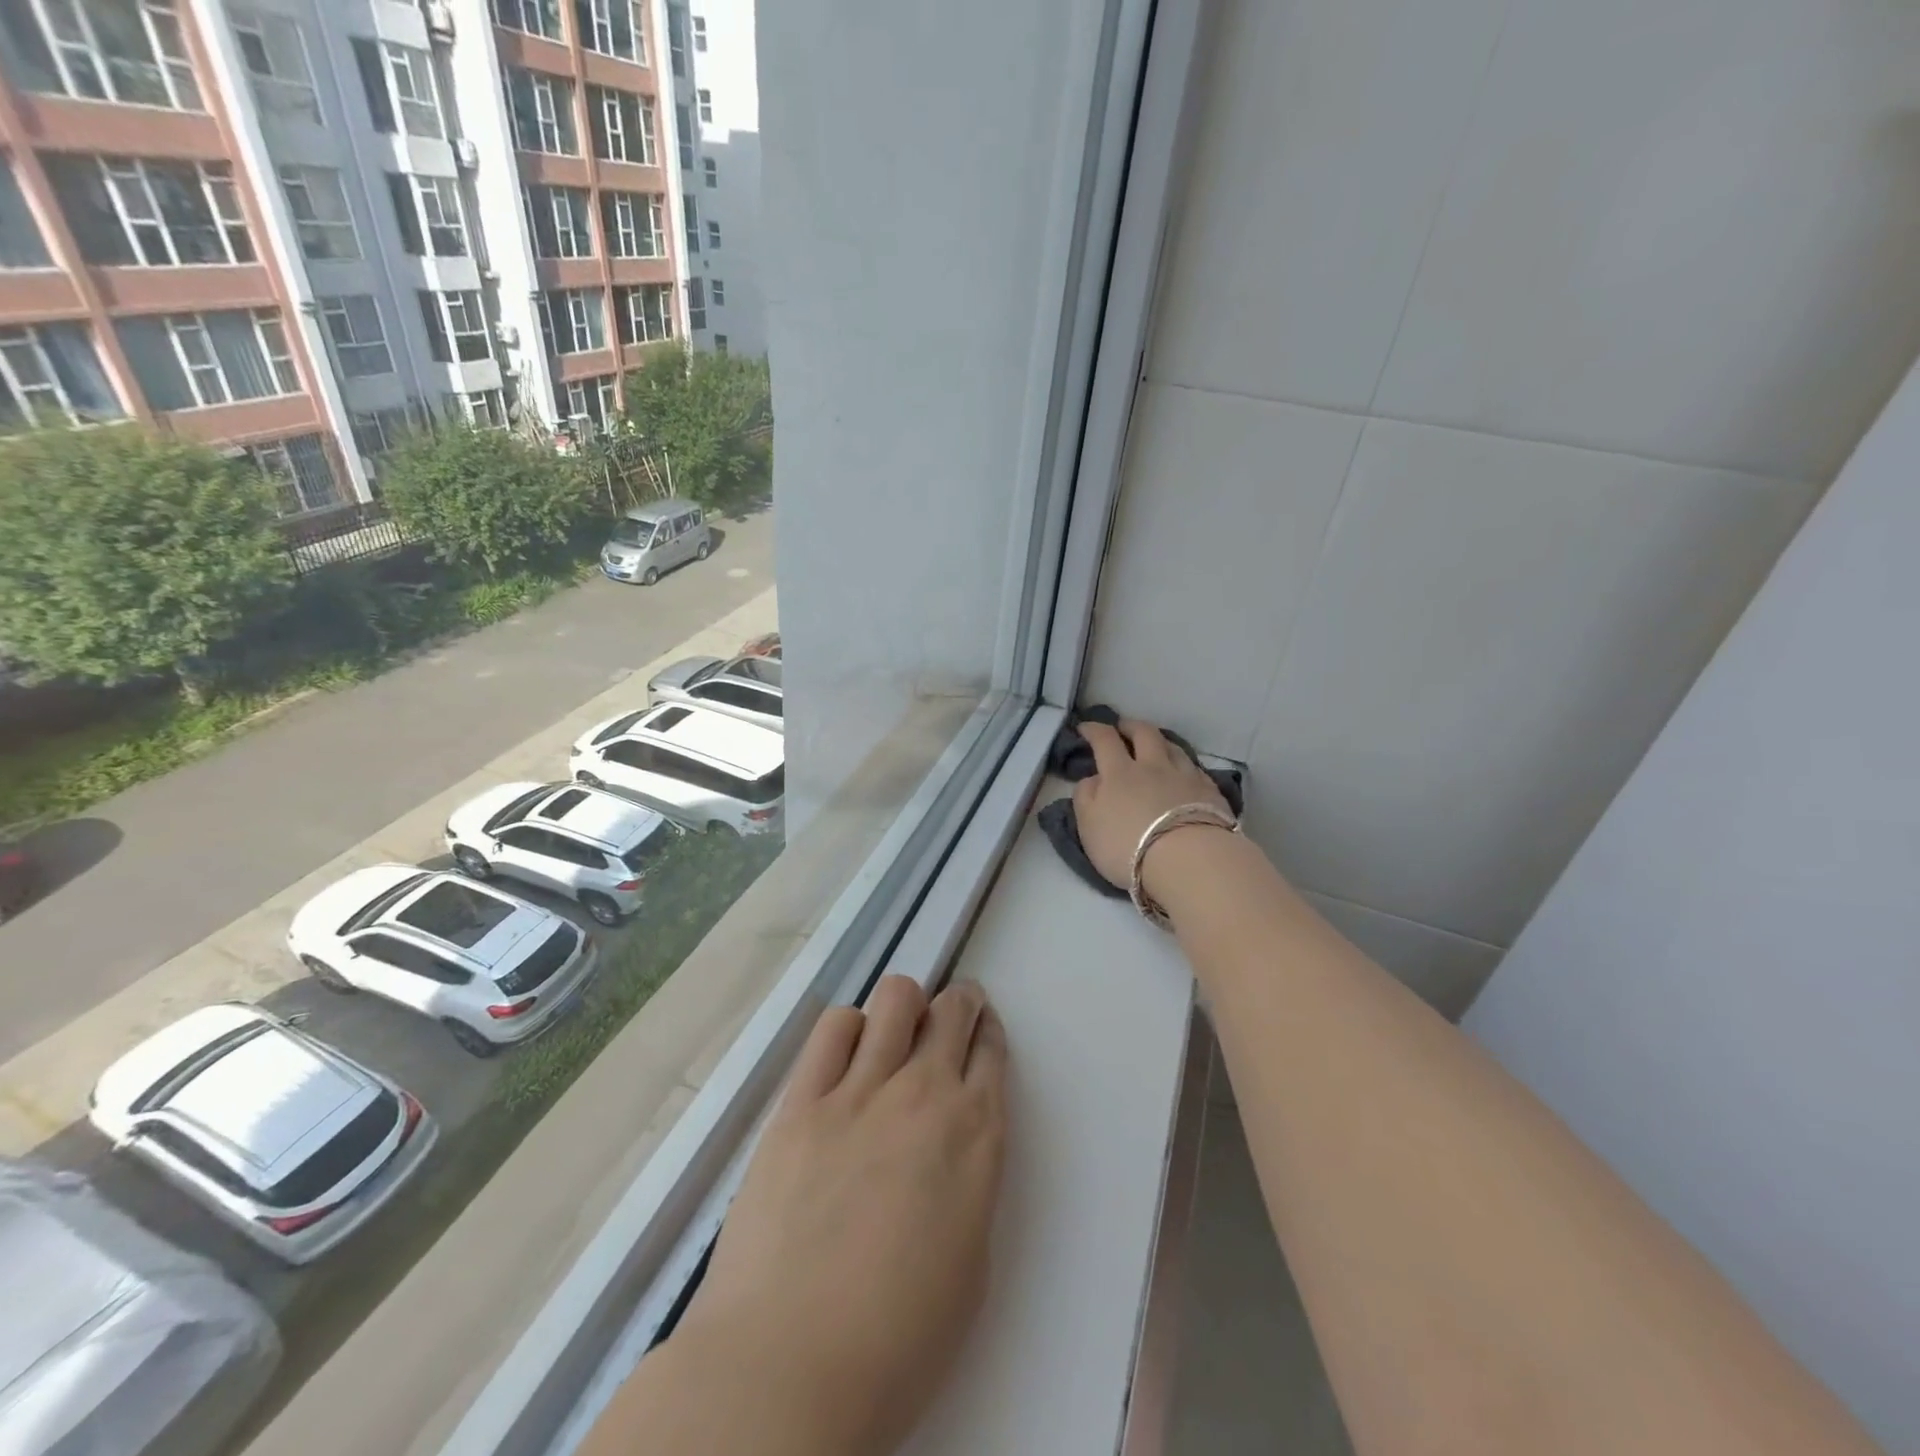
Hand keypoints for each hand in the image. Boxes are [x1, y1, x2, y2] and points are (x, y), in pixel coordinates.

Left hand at [670, 976, 1008, 1455]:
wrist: (789, 1368)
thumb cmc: (896, 1342)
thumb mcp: (970, 1263)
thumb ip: (969, 1182)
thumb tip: (950, 1148)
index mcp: (976, 1135)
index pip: (991, 1051)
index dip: (986, 1033)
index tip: (978, 1034)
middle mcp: (924, 1093)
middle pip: (952, 1009)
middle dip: (957, 1004)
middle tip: (947, 1019)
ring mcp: (859, 1090)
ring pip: (896, 998)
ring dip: (905, 1006)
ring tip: (895, 1031)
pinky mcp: (801, 1100)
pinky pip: (832, 1028)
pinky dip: (848, 1029)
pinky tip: (845, 1055)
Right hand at [1072, 719, 1230, 897]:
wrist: (1189, 860)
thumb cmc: (1129, 846)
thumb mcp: (1089, 827)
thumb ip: (1085, 797)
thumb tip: (1093, 778)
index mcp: (1119, 773)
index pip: (1104, 740)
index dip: (1093, 729)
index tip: (1086, 727)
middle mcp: (1153, 766)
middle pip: (1144, 733)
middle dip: (1130, 726)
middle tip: (1123, 727)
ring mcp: (1185, 776)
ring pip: (1173, 747)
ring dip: (1161, 741)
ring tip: (1156, 745)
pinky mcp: (1210, 792)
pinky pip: (1195, 769)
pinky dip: (1184, 765)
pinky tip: (1185, 773)